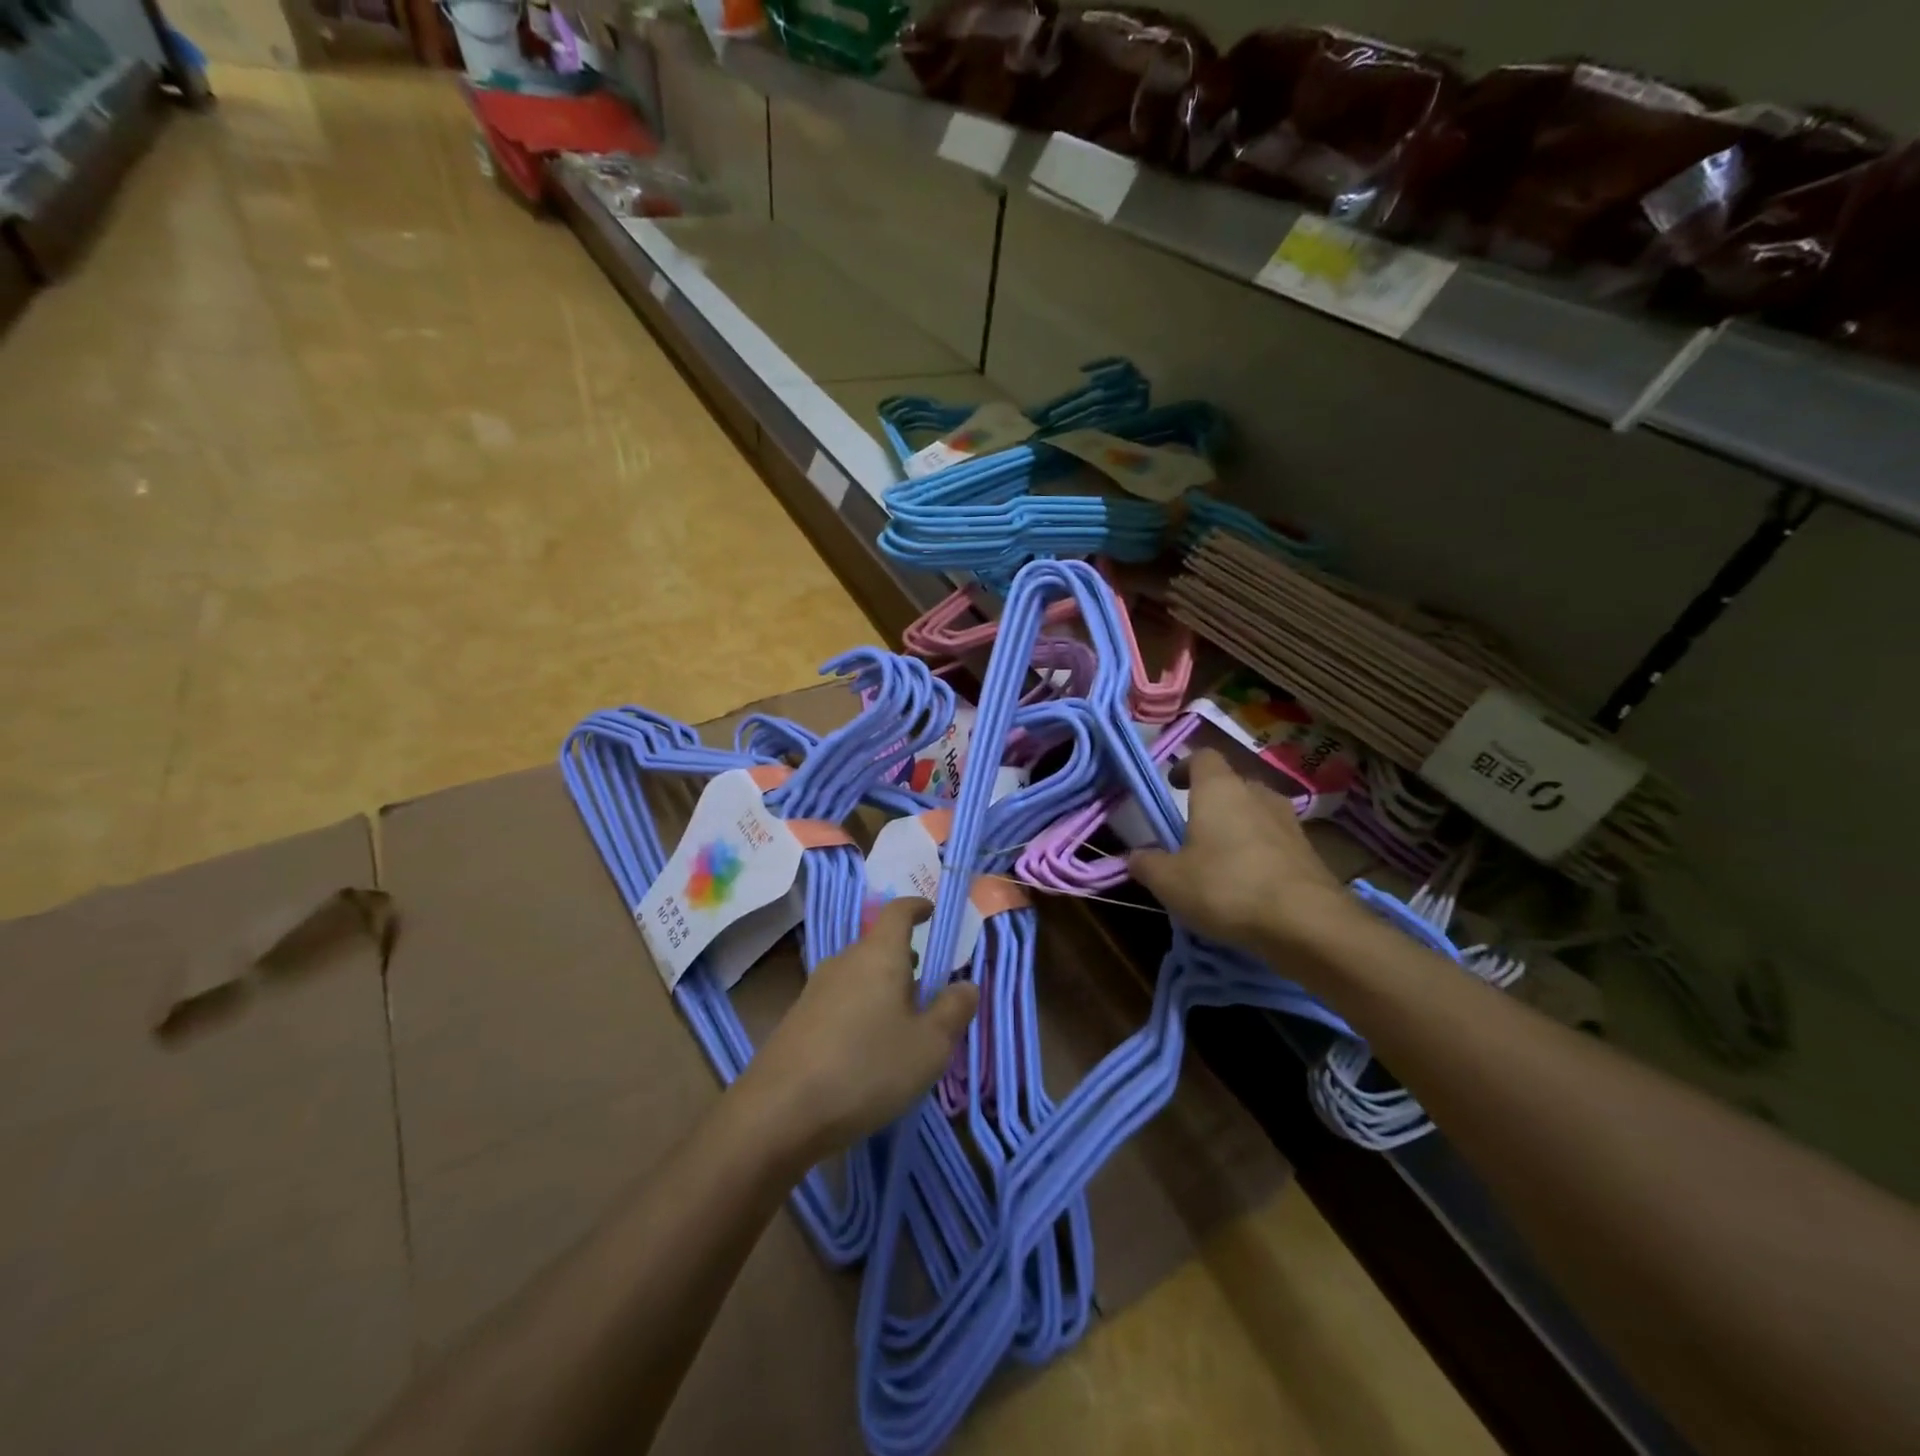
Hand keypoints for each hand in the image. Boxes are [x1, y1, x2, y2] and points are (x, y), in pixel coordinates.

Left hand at [744, 898, 978, 1160]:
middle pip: (878, 946)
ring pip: (859, 975)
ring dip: (883, 987)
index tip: (930, 911)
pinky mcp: (798, 1020)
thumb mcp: (929, 1045)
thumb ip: (954, 1010)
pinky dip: (861, 1010)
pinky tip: (868, 1049)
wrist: (779, 1112)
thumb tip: (967, 984)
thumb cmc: (867, 1068)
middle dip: (905, 958)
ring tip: (903, 1020)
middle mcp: (844, 962)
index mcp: (878, 955)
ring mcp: (816, 990)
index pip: (898, 912)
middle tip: (928, 983)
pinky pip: (841, 1001)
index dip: (916, 906)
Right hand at [1129, 749, 1356, 957]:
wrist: (1307, 924)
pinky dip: (1260, 853)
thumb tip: (1136, 856)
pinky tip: (1250, 884)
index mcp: (1220, 790)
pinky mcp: (1310, 852)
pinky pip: (1276, 842)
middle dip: (1212, 801)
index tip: (1172, 784)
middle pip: (1231, 785)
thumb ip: (1147, 864)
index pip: (1203, 757)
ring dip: (1238, 828)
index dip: (1185, 766)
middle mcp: (1257, 795)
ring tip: (1221, 859)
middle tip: (1193, 828)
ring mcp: (1289, 822)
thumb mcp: (1170, 881)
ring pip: (1256, 813)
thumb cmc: (1226, 887)